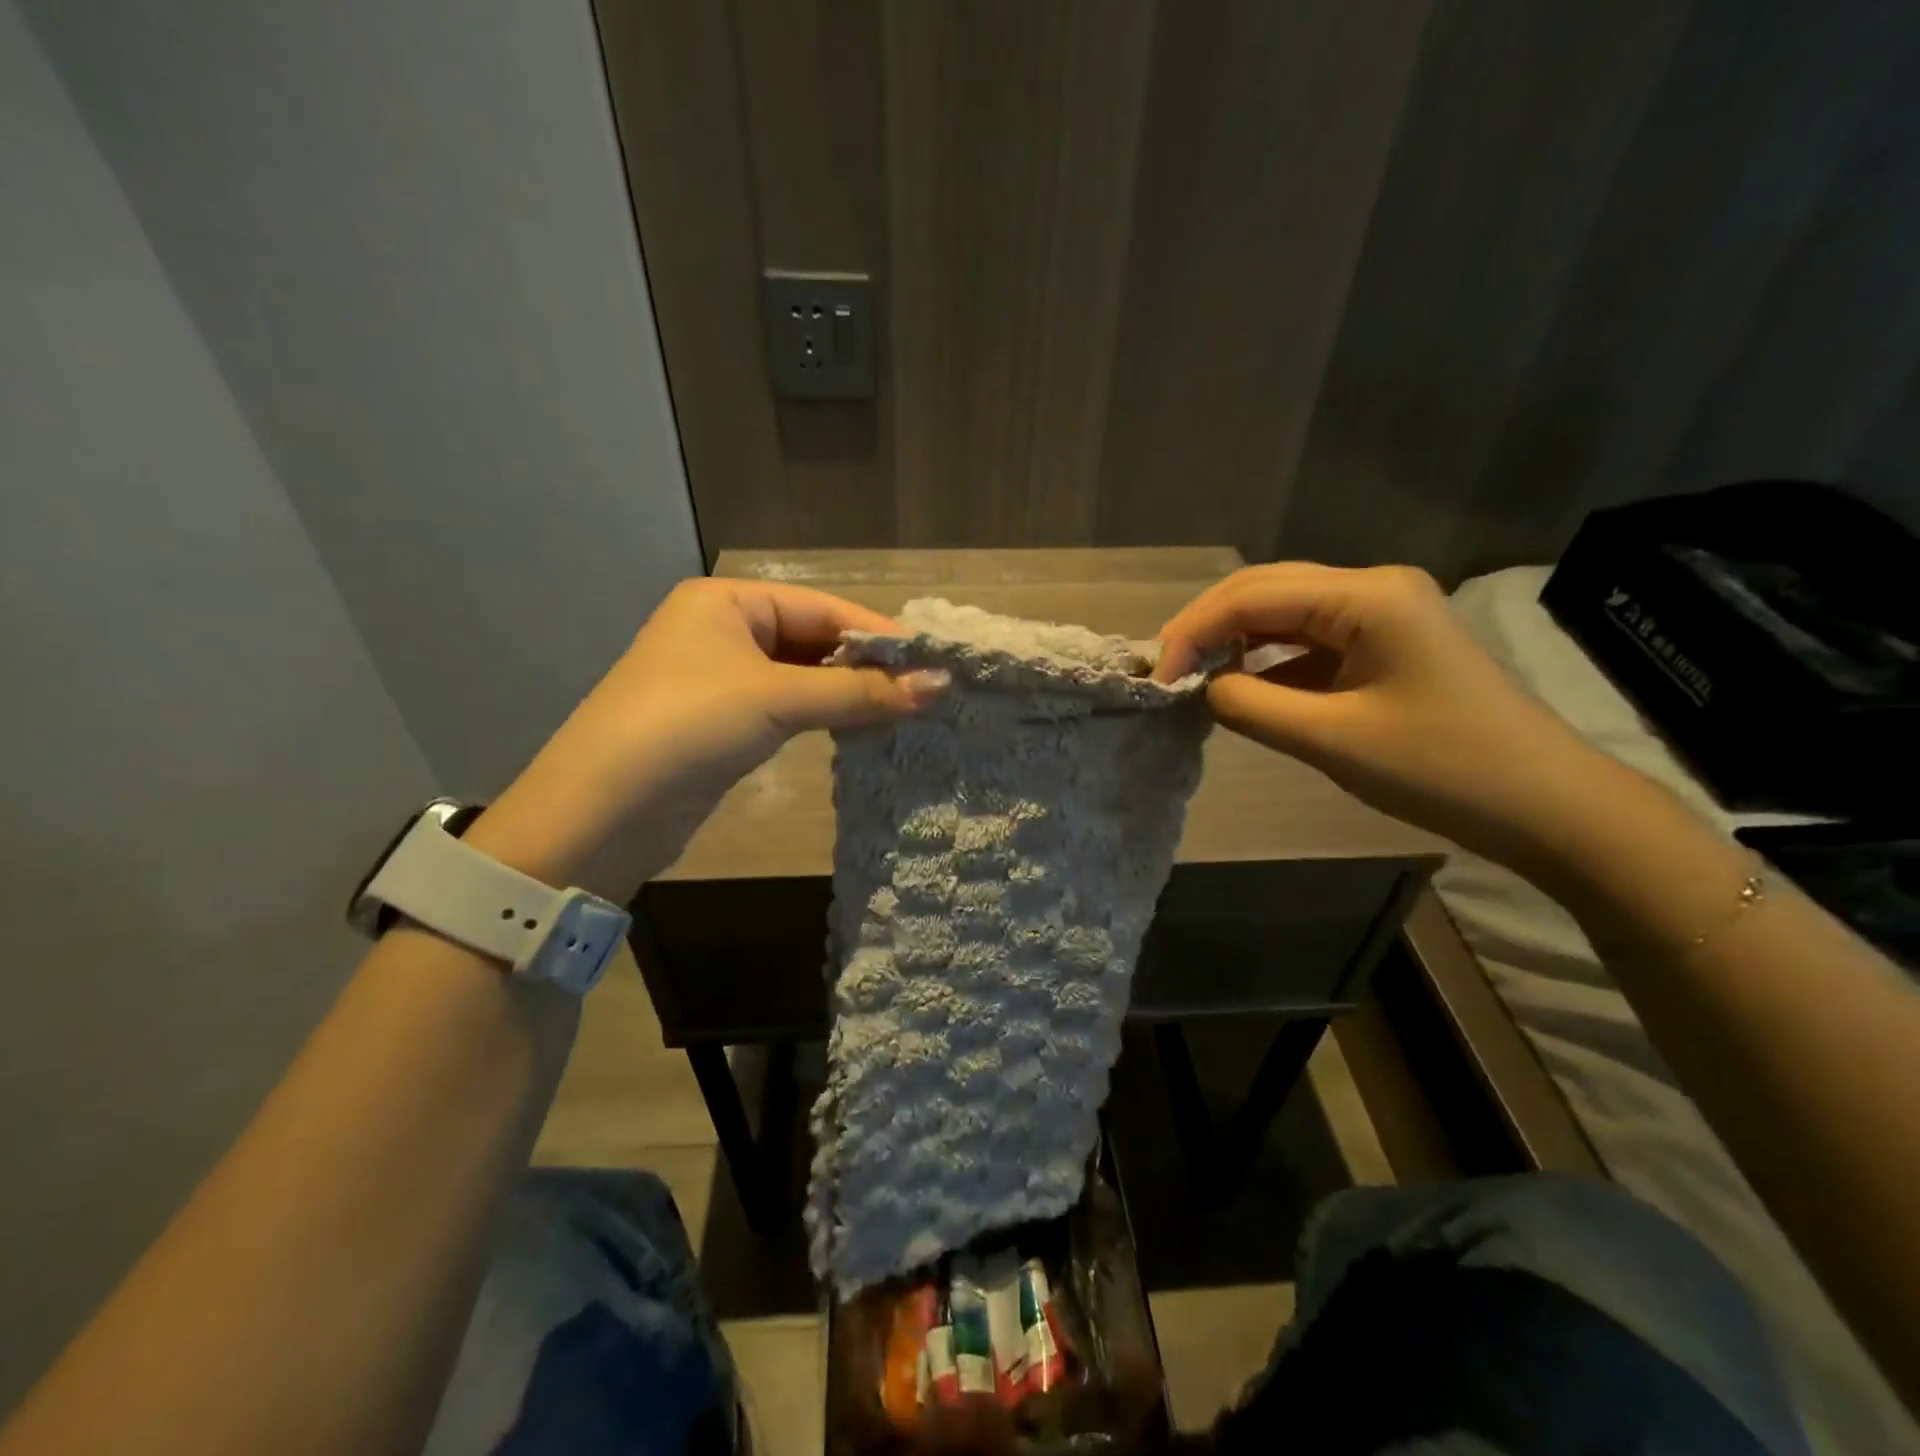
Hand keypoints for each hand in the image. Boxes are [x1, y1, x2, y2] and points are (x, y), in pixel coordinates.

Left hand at [468, 579, 945, 899]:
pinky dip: (828, 716)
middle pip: (816, 641)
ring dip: (852, 694)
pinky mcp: (727, 723)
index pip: (824, 608)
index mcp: (729, 601)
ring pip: (806, 677)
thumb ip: (859, 692)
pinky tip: (865, 729)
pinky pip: (791, 708)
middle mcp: (726, 630)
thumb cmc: (687, 727)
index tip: (937, 662)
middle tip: (930, 692)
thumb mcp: (776, 699)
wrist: (601, 813)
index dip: (880, 635)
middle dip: (869, 667)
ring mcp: (725, 679)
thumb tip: (942, 684)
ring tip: (910, 711)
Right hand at [1155, 564, 1607, 866]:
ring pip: (1284, 613)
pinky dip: (1267, 661)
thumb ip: (1250, 705)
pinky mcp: (1385, 644)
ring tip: (1193, 676)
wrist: (1545, 805)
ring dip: (1235, 641)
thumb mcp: (1330, 738)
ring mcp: (1383, 614)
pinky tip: (1241, 687)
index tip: (1157, 677)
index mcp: (1367, 596)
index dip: (1194, 630)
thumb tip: (1202, 687)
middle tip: (1166, 671)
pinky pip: (1309, 641)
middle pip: (1266, 590)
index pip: (1253, 595)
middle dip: (1208, 627)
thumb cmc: (1440, 768)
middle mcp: (1373, 588)